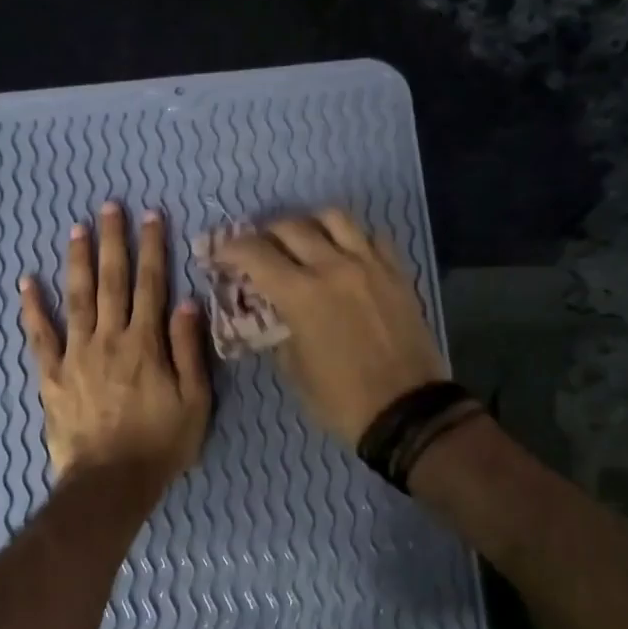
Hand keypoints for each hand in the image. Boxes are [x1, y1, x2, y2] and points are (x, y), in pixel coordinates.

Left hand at [19, 202, 211, 482]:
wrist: (111, 482)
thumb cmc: (160, 444)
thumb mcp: (194, 400)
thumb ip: (189, 349)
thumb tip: (187, 302)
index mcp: (145, 343)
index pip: (150, 285)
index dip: (151, 249)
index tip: (150, 217)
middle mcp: (109, 338)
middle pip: (111, 281)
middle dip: (112, 242)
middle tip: (109, 207)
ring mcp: (76, 354)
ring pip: (76, 298)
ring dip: (77, 262)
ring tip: (76, 229)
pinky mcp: (51, 375)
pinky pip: (40, 337)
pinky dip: (32, 309)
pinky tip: (25, 283)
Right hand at [212, 210, 446, 444]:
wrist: (406, 411)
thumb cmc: (340, 398)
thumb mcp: (293, 368)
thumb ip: (278, 328)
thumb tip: (274, 310)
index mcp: (301, 294)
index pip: (254, 253)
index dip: (230, 248)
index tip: (221, 255)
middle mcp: (333, 267)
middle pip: (290, 226)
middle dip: (264, 234)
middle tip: (258, 249)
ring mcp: (369, 265)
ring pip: (333, 217)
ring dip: (308, 223)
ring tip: (302, 239)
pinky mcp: (397, 272)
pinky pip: (370, 236)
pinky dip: (349, 237)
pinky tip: (342, 253)